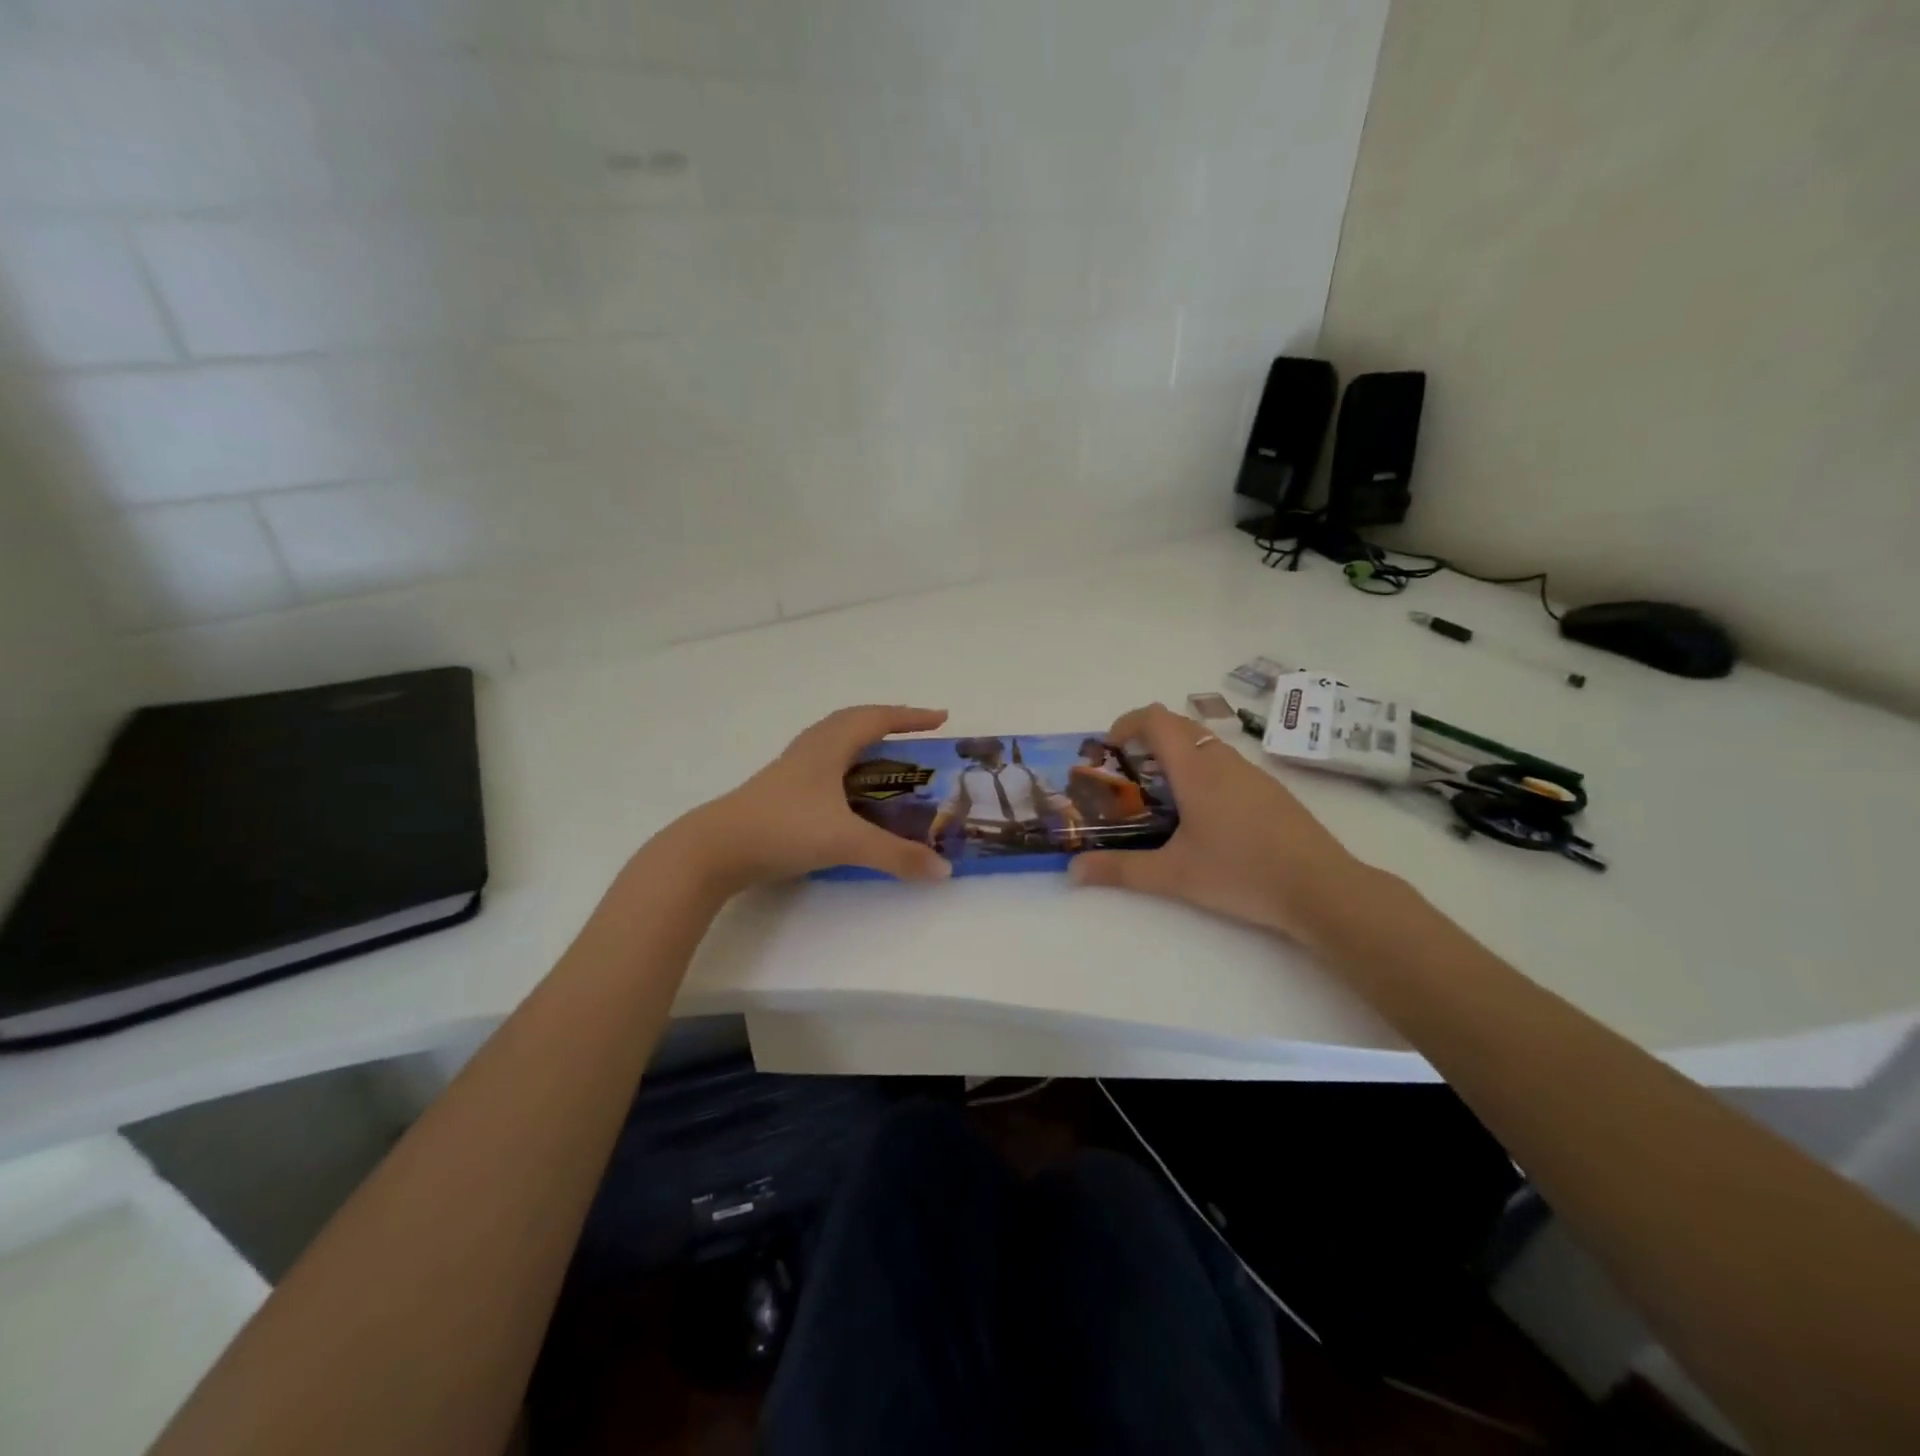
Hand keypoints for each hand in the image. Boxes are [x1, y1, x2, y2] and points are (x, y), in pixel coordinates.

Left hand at [662, 706, 953, 891]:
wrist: (714, 849)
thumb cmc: (783, 829)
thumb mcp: (845, 842)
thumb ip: (896, 856)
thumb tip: (944, 869)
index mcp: (828, 747)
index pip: (876, 718)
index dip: (910, 716)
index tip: (941, 719)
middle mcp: (810, 750)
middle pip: (853, 721)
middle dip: (888, 723)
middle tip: (917, 736)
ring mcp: (791, 770)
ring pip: (834, 741)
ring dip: (864, 742)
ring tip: (888, 759)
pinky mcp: (780, 791)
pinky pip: (822, 764)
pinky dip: (846, 766)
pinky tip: (849, 792)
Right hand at [1068, 703, 1375, 940]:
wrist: (1322, 888)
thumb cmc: (1241, 873)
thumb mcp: (1173, 876)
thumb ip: (1120, 870)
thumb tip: (1072, 873)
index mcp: (1196, 770)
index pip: (1157, 718)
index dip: (1127, 722)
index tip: (1110, 749)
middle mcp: (1223, 761)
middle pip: (1180, 725)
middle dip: (1148, 739)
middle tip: (1129, 775)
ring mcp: (1252, 773)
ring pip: (1205, 745)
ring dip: (1177, 756)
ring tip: (1161, 798)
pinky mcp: (1271, 791)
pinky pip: (1226, 764)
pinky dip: (1202, 772)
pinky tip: (1203, 818)